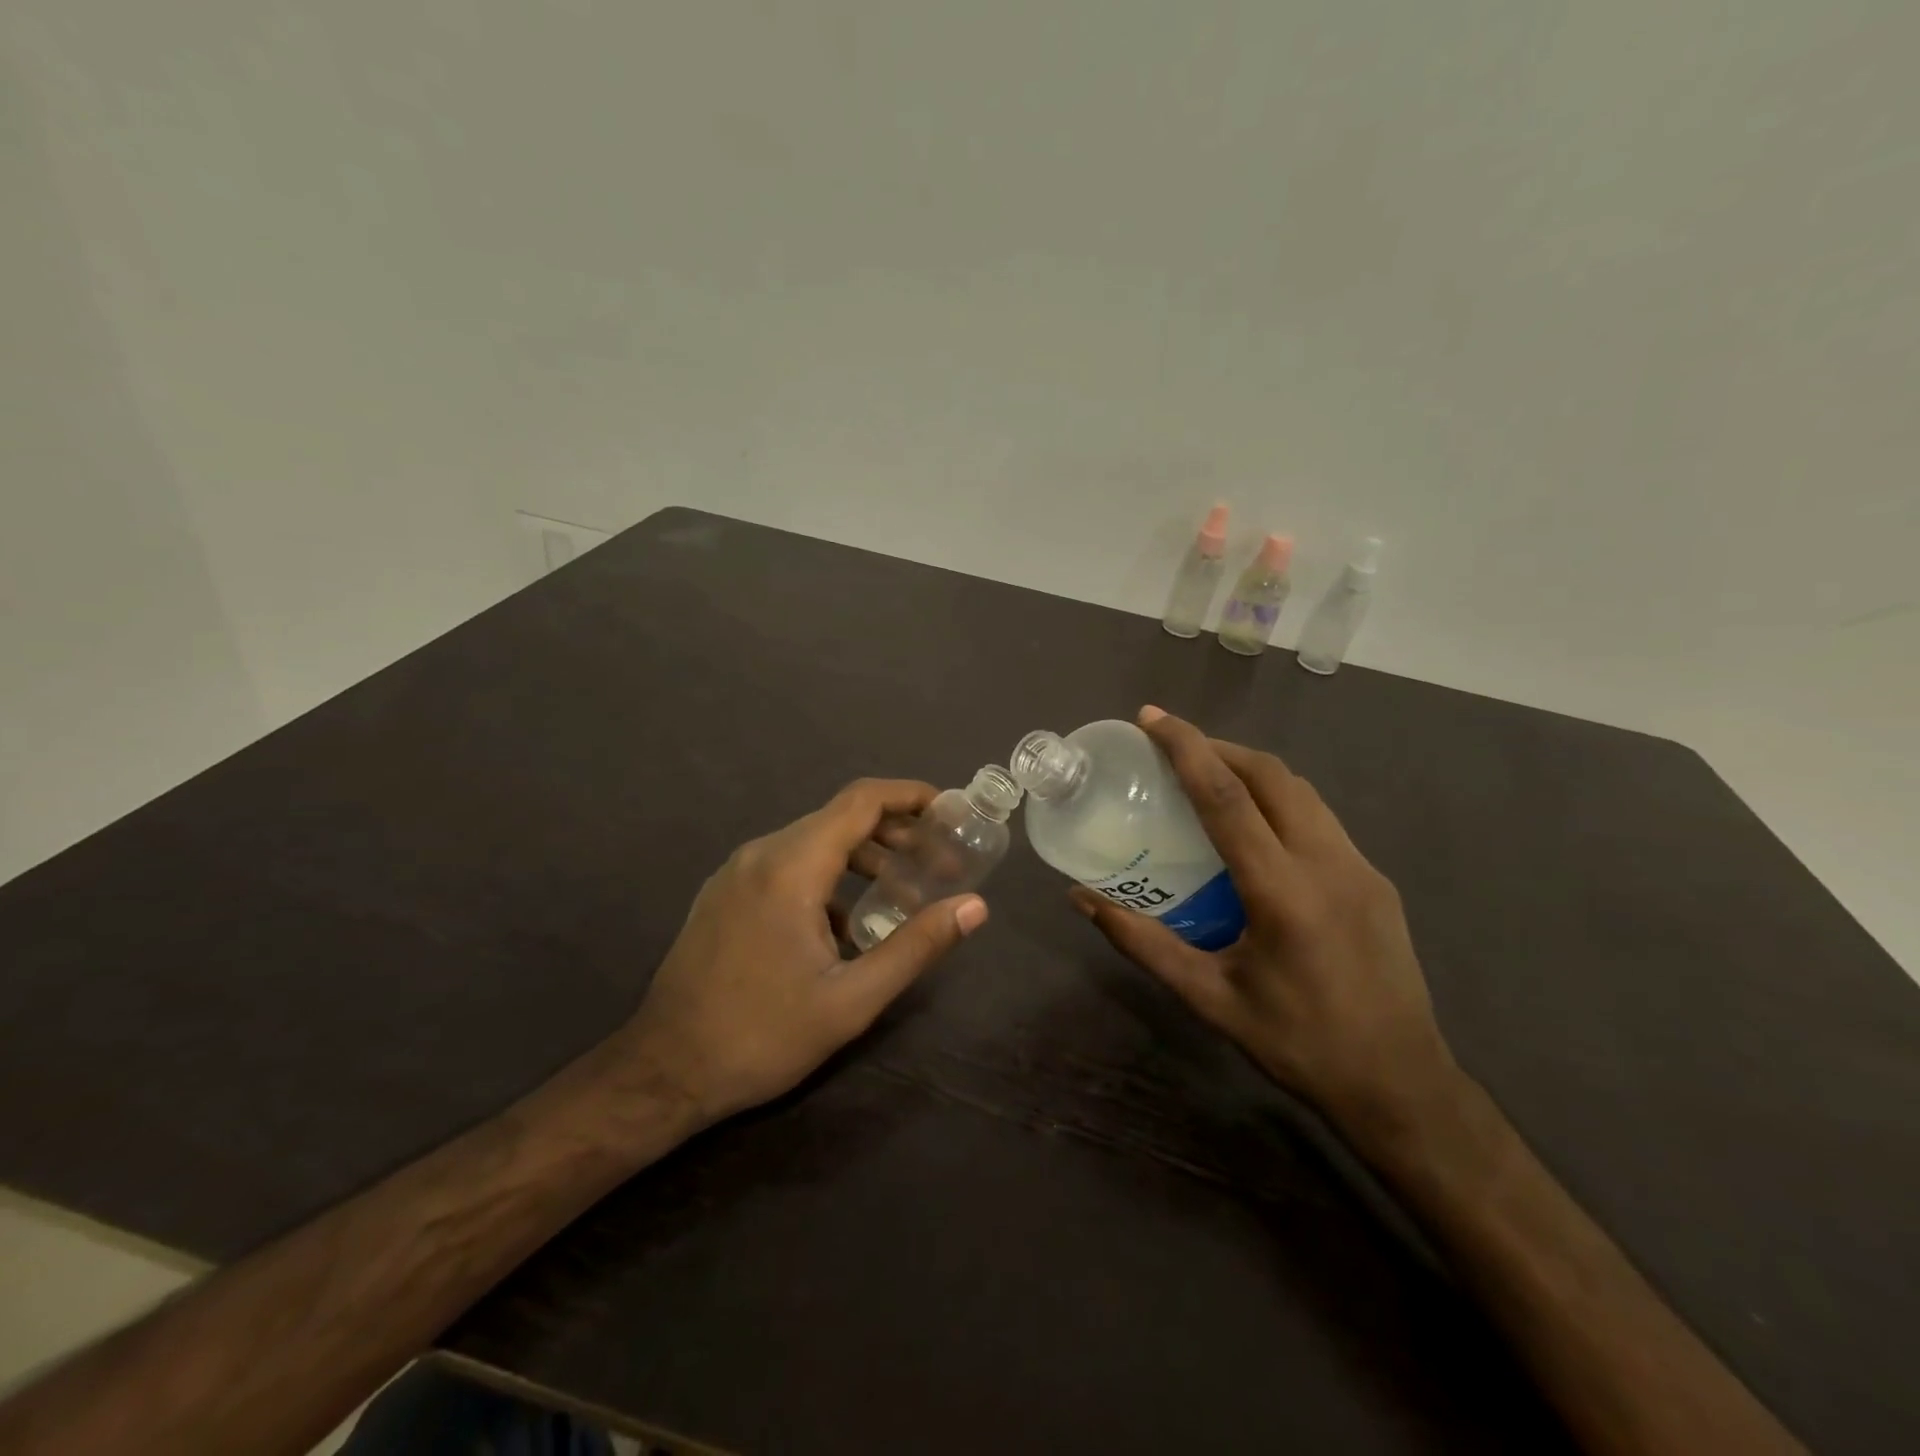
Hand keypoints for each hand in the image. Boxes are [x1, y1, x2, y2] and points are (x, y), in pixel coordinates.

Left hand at [619, 779, 988, 1123]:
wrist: (663, 1071)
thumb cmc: (762, 1035)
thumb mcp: (851, 999)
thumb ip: (916, 946)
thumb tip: (975, 907)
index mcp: (791, 867)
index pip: (860, 801)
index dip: (909, 795)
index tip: (949, 809)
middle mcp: (761, 854)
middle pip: (839, 818)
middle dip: (895, 832)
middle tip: (939, 863)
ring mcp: (737, 872)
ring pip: (813, 842)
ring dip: (863, 857)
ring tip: (902, 893)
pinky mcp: (725, 894)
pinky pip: (787, 865)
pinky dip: (828, 876)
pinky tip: (846, 925)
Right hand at [1071, 707, 1456, 1140]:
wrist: (1402, 1086)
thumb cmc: (1297, 1045)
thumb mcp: (1209, 998)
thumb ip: (1143, 943)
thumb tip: (1083, 901)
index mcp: (1282, 892)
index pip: (1226, 797)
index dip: (1186, 749)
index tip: (1152, 718)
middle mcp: (1327, 864)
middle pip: (1270, 776)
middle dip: (1218, 747)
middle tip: (1172, 745)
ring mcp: (1361, 868)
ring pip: (1301, 791)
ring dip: (1251, 770)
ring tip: (1208, 775)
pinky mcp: (1376, 880)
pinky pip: (1320, 818)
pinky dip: (1279, 800)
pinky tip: (1255, 828)